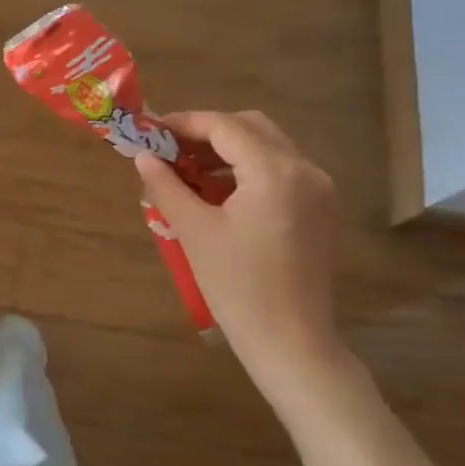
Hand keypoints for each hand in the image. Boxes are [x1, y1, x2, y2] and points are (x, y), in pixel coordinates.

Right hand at [132, 110, 341, 397]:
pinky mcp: (321, 210)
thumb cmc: (237, 287)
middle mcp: (305, 170)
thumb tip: (143, 157)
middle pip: (251, 128)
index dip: (184, 123)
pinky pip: (281, 171)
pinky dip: (248, 170)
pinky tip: (219, 193)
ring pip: (268, 147)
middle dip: (208, 132)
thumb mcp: (194, 232)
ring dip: (228, 150)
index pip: (225, 126)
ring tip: (189, 172)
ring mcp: (319, 190)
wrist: (291, 342)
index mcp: (275, 171)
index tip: (151, 130)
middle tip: (170, 150)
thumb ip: (166, 186)